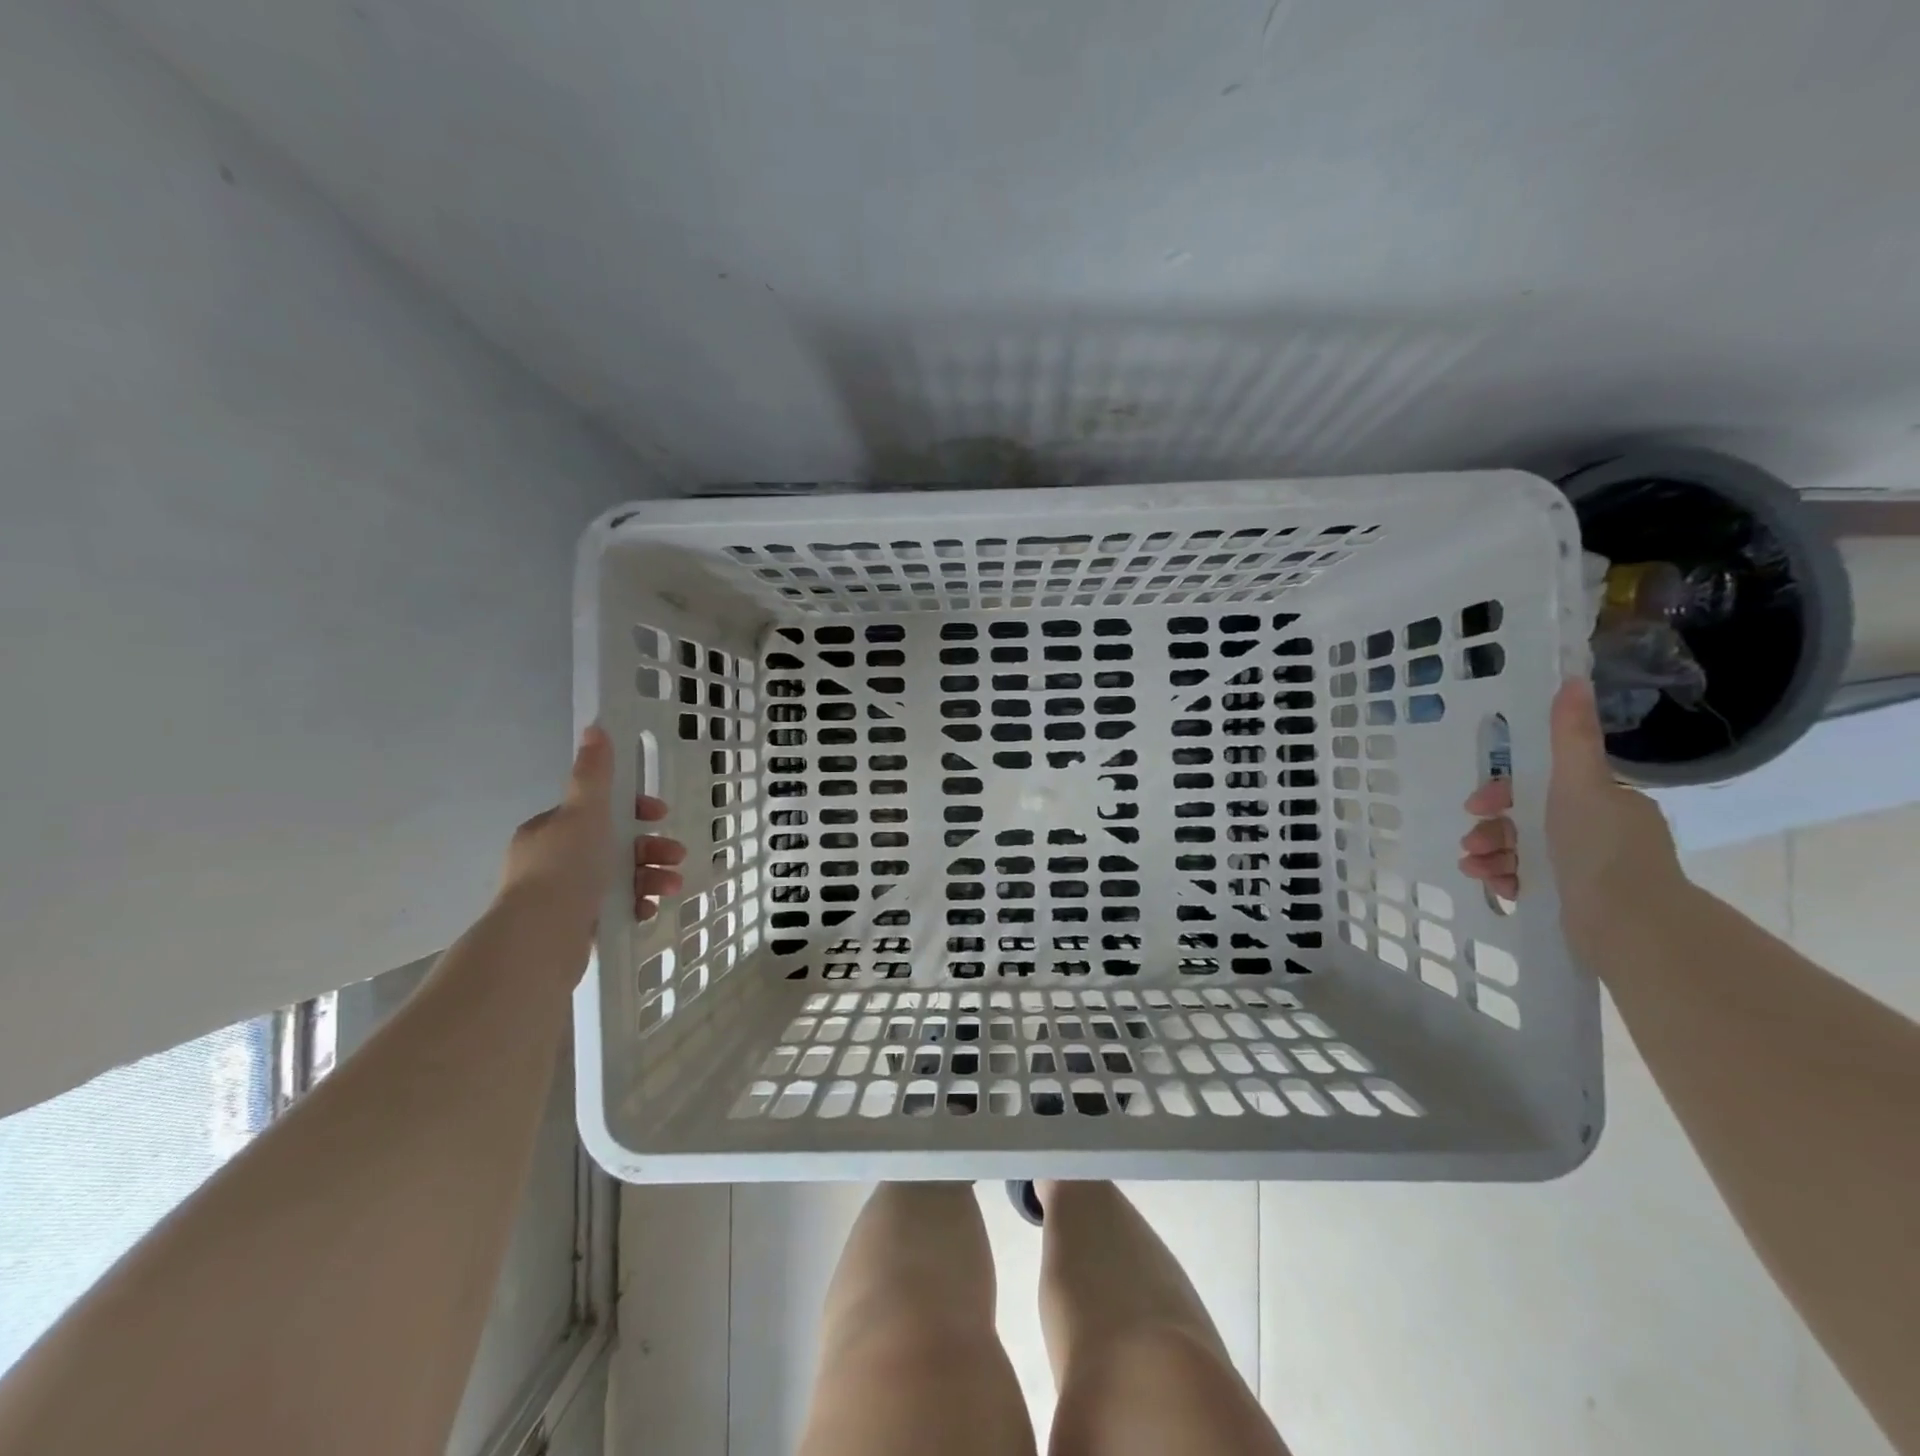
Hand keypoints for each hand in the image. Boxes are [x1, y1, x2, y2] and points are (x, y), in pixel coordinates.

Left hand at [499, 726, 685, 932]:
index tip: (659, 815)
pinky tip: (648, 910)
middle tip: (676, 856)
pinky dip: (635, 904)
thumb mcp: (584, 812)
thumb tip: (595, 728)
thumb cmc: (566, 867)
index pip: (598, 809)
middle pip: (614, 844)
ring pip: (619, 876)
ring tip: (671, 887)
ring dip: (651, 877)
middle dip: (650, 848)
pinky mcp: (575, 925)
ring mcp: (563, 894)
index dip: (634, 809)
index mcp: (552, 829)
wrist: (541, 938)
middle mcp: (554, 859)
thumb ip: (593, 774)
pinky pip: (614, 907)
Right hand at [1459, 678, 1680, 947]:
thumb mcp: (1579, 785)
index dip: (1504, 794)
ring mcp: (1590, 870)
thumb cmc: (1599, 849)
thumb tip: (1573, 679)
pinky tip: (1498, 887)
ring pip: (1523, 852)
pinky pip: (1530, 882)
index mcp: (1605, 803)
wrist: (1629, 925)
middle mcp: (1601, 833)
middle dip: (1492, 830)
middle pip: (1527, 821)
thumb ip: (1571, 737)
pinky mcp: (1577, 902)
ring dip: (1491, 855)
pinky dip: (1508, 880)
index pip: (1542, 787)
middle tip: (1471, 842)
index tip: (1479, 807)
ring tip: (1475, 868)